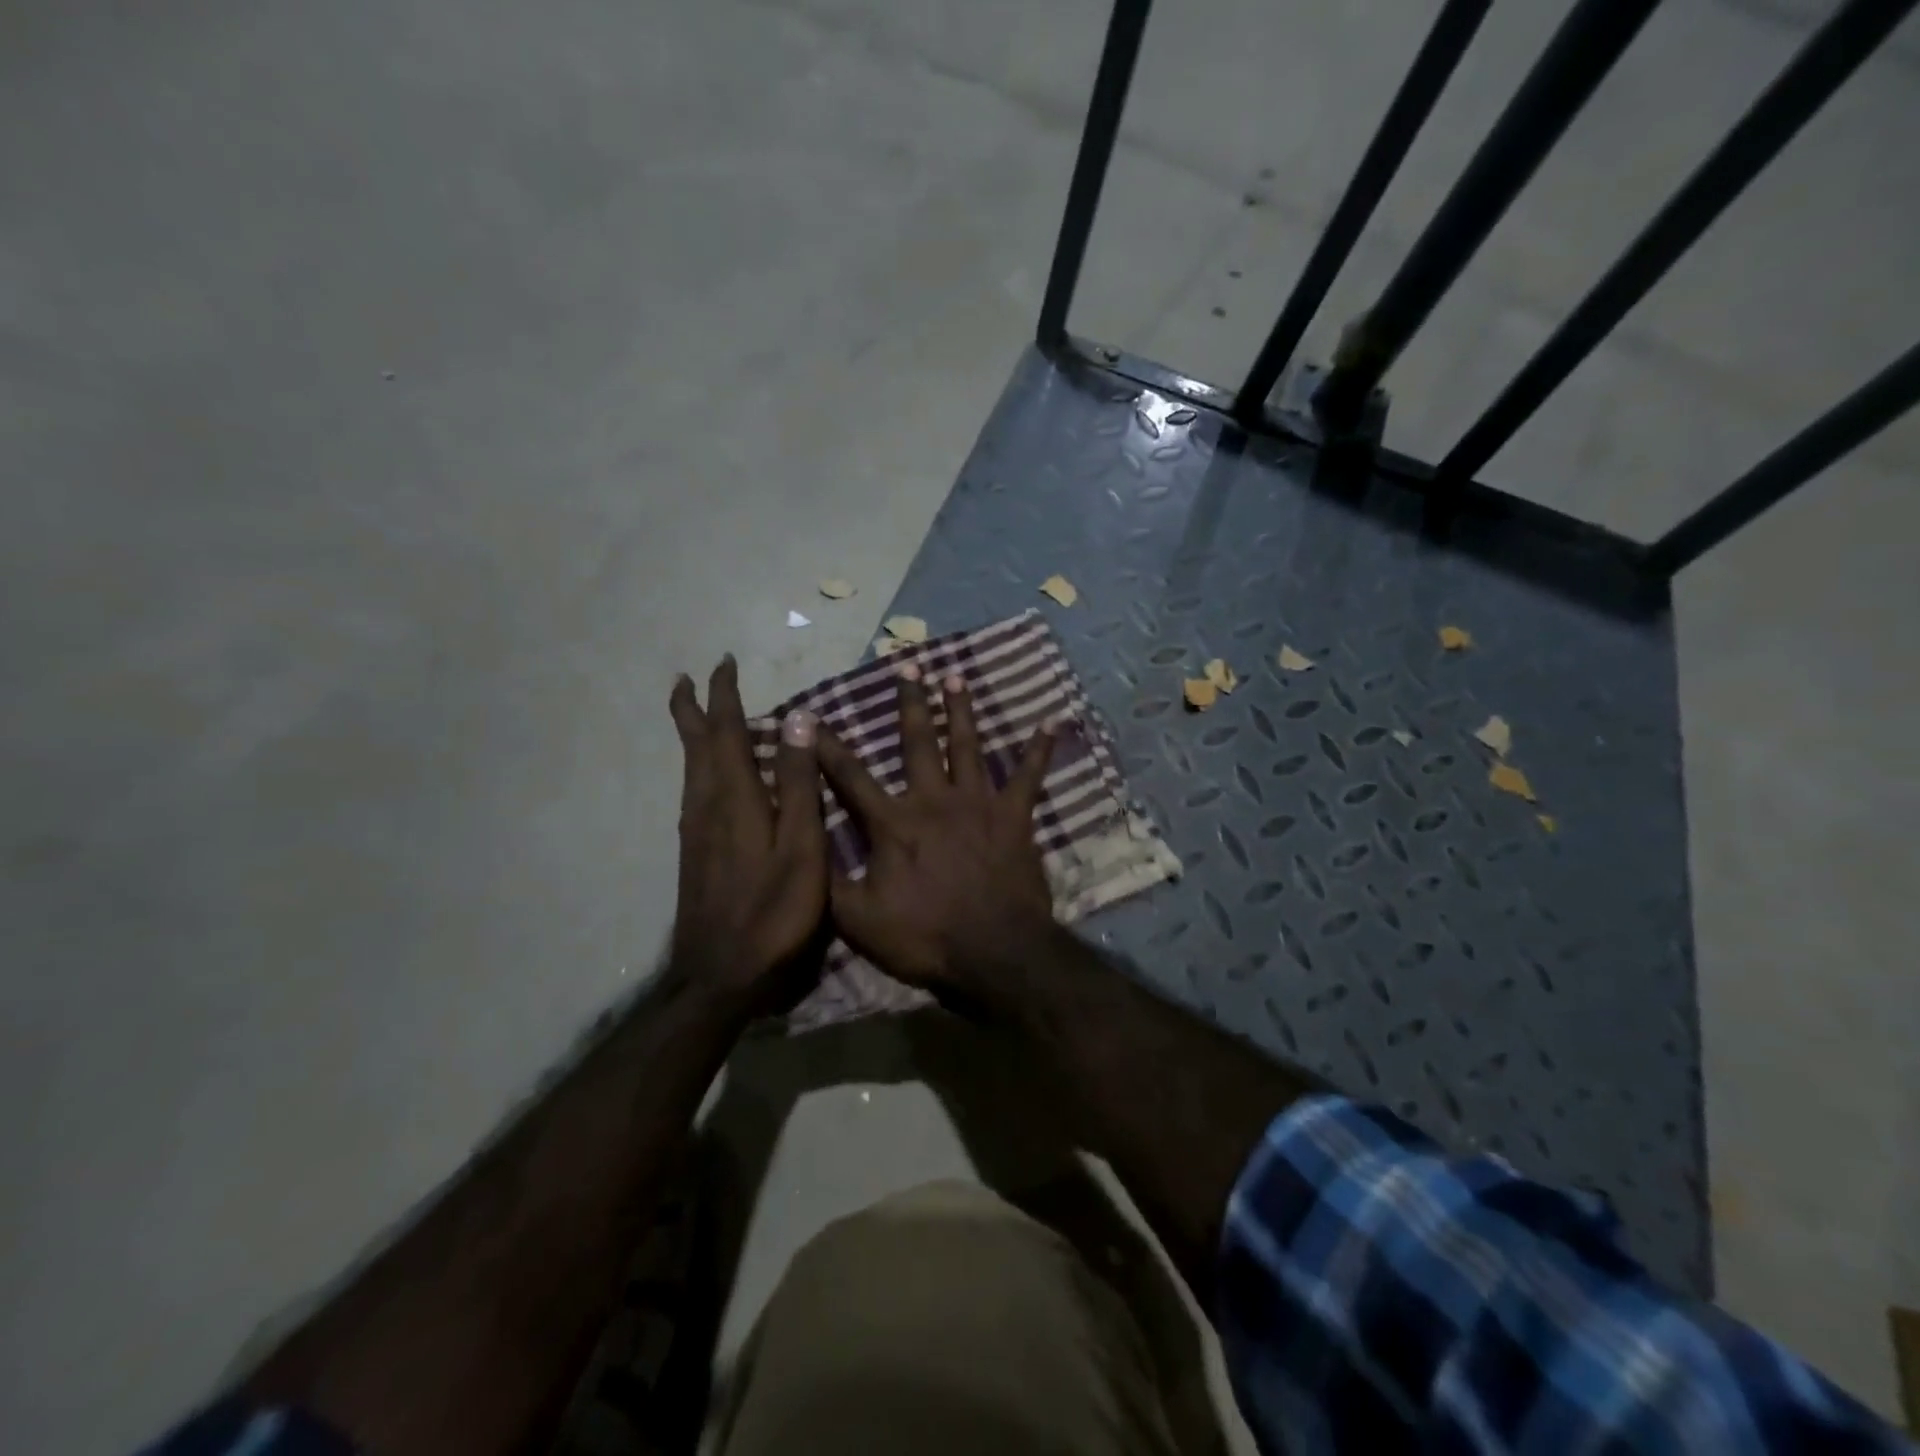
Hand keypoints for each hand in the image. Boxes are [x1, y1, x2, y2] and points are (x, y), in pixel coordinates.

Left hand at [668, 656, 826, 1016]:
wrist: (720, 975)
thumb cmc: (773, 913)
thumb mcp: (800, 848)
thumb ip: (798, 784)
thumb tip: (796, 718)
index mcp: (734, 799)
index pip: (725, 733)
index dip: (723, 697)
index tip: (722, 664)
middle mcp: (706, 807)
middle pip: (696, 747)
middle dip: (693, 710)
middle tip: (687, 679)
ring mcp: (696, 833)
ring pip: (691, 770)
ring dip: (693, 737)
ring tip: (695, 716)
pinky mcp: (695, 855)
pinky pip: (694, 793)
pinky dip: (699, 768)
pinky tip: (708, 778)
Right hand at [815, 662, 1056, 1003]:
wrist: (995, 951)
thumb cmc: (926, 936)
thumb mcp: (859, 921)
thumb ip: (829, 882)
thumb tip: (804, 847)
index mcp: (894, 823)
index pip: (851, 777)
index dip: (827, 747)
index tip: (811, 715)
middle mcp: (934, 800)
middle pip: (918, 742)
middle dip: (910, 703)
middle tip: (908, 664)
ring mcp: (978, 803)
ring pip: (967, 746)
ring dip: (961, 711)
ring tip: (956, 678)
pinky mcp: (1014, 816)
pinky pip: (1029, 776)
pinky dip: (1039, 750)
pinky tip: (1051, 722)